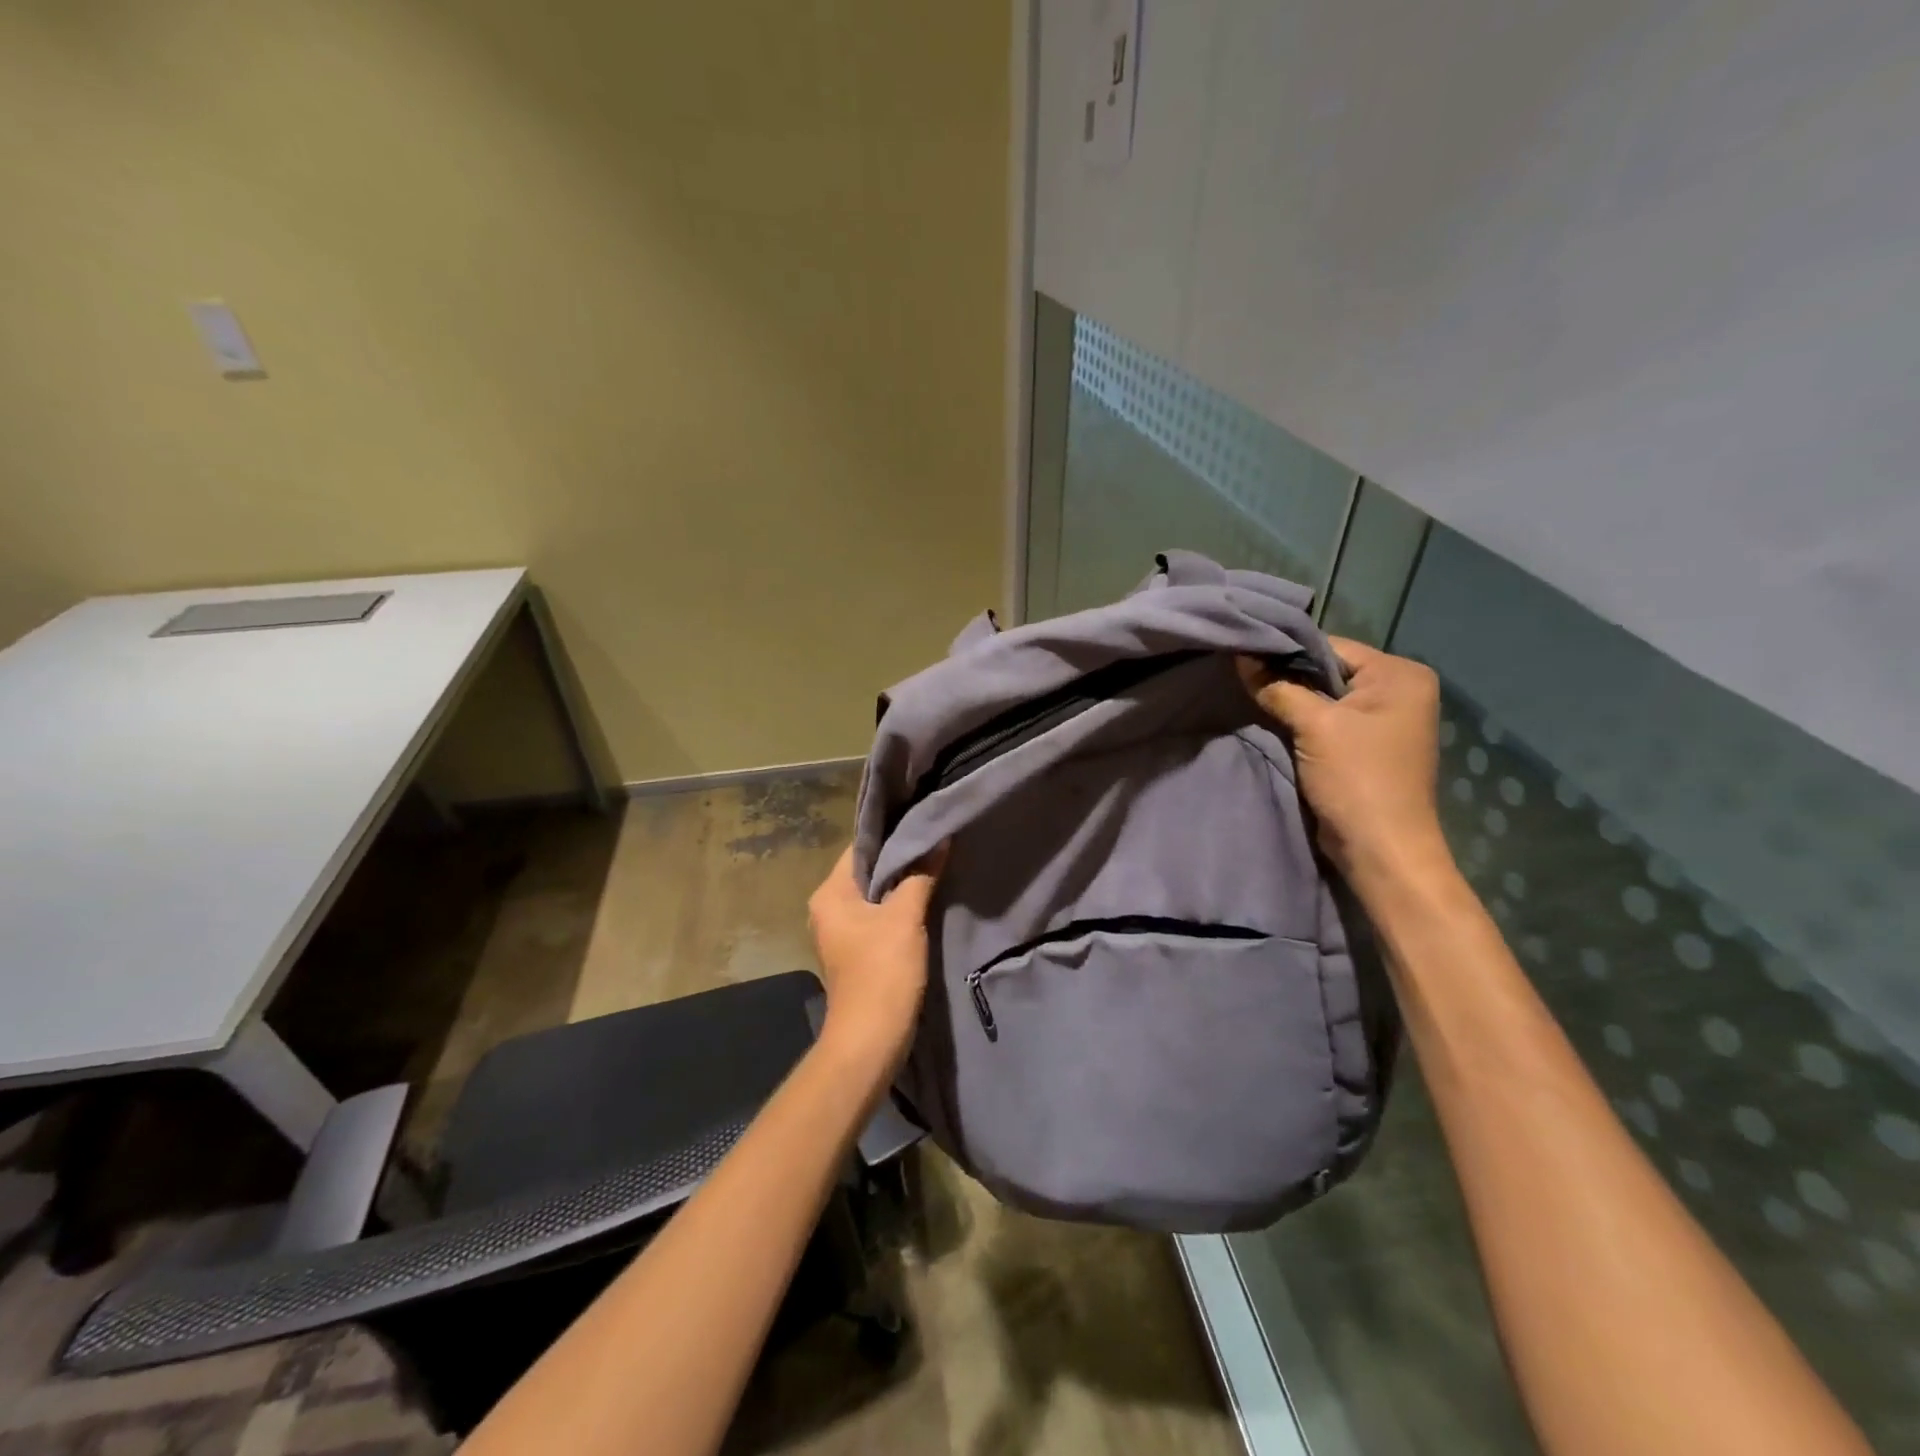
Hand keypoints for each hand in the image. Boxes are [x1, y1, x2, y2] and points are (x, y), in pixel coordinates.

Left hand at [807, 845, 945, 1070]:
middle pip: (868, 871)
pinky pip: (878, 917)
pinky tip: (926, 901)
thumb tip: (939, 838)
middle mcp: (828, 908)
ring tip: (936, 868)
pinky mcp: (857, 951)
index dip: (892, 835)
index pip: (860, 848)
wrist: (871, 1039)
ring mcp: (841, 932)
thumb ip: (921, 874)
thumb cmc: (882, 970)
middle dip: (901, 860)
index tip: (922, 823)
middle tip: (935, 843)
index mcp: (830, 894)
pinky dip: (899, 908)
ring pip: (875, 895)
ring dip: (902, 885)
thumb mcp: (905, 917)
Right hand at [1238, 639, 1449, 886]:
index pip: (1331, 647)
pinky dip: (1301, 721)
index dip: (1286, 651)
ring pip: (1324, 697)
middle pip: (1328, 670)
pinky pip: (1327, 721)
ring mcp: (1384, 720)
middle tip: (1240, 674)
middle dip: (1286, 676)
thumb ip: (1277, 687)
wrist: (1380, 850)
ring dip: (1290, 700)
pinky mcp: (1366, 746)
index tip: (1244, 654)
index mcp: (1401, 675)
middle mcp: (1399, 690)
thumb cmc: (1357, 779)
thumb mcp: (1315, 726)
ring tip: (1249, 694)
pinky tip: (1270, 719)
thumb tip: (1241, 655)